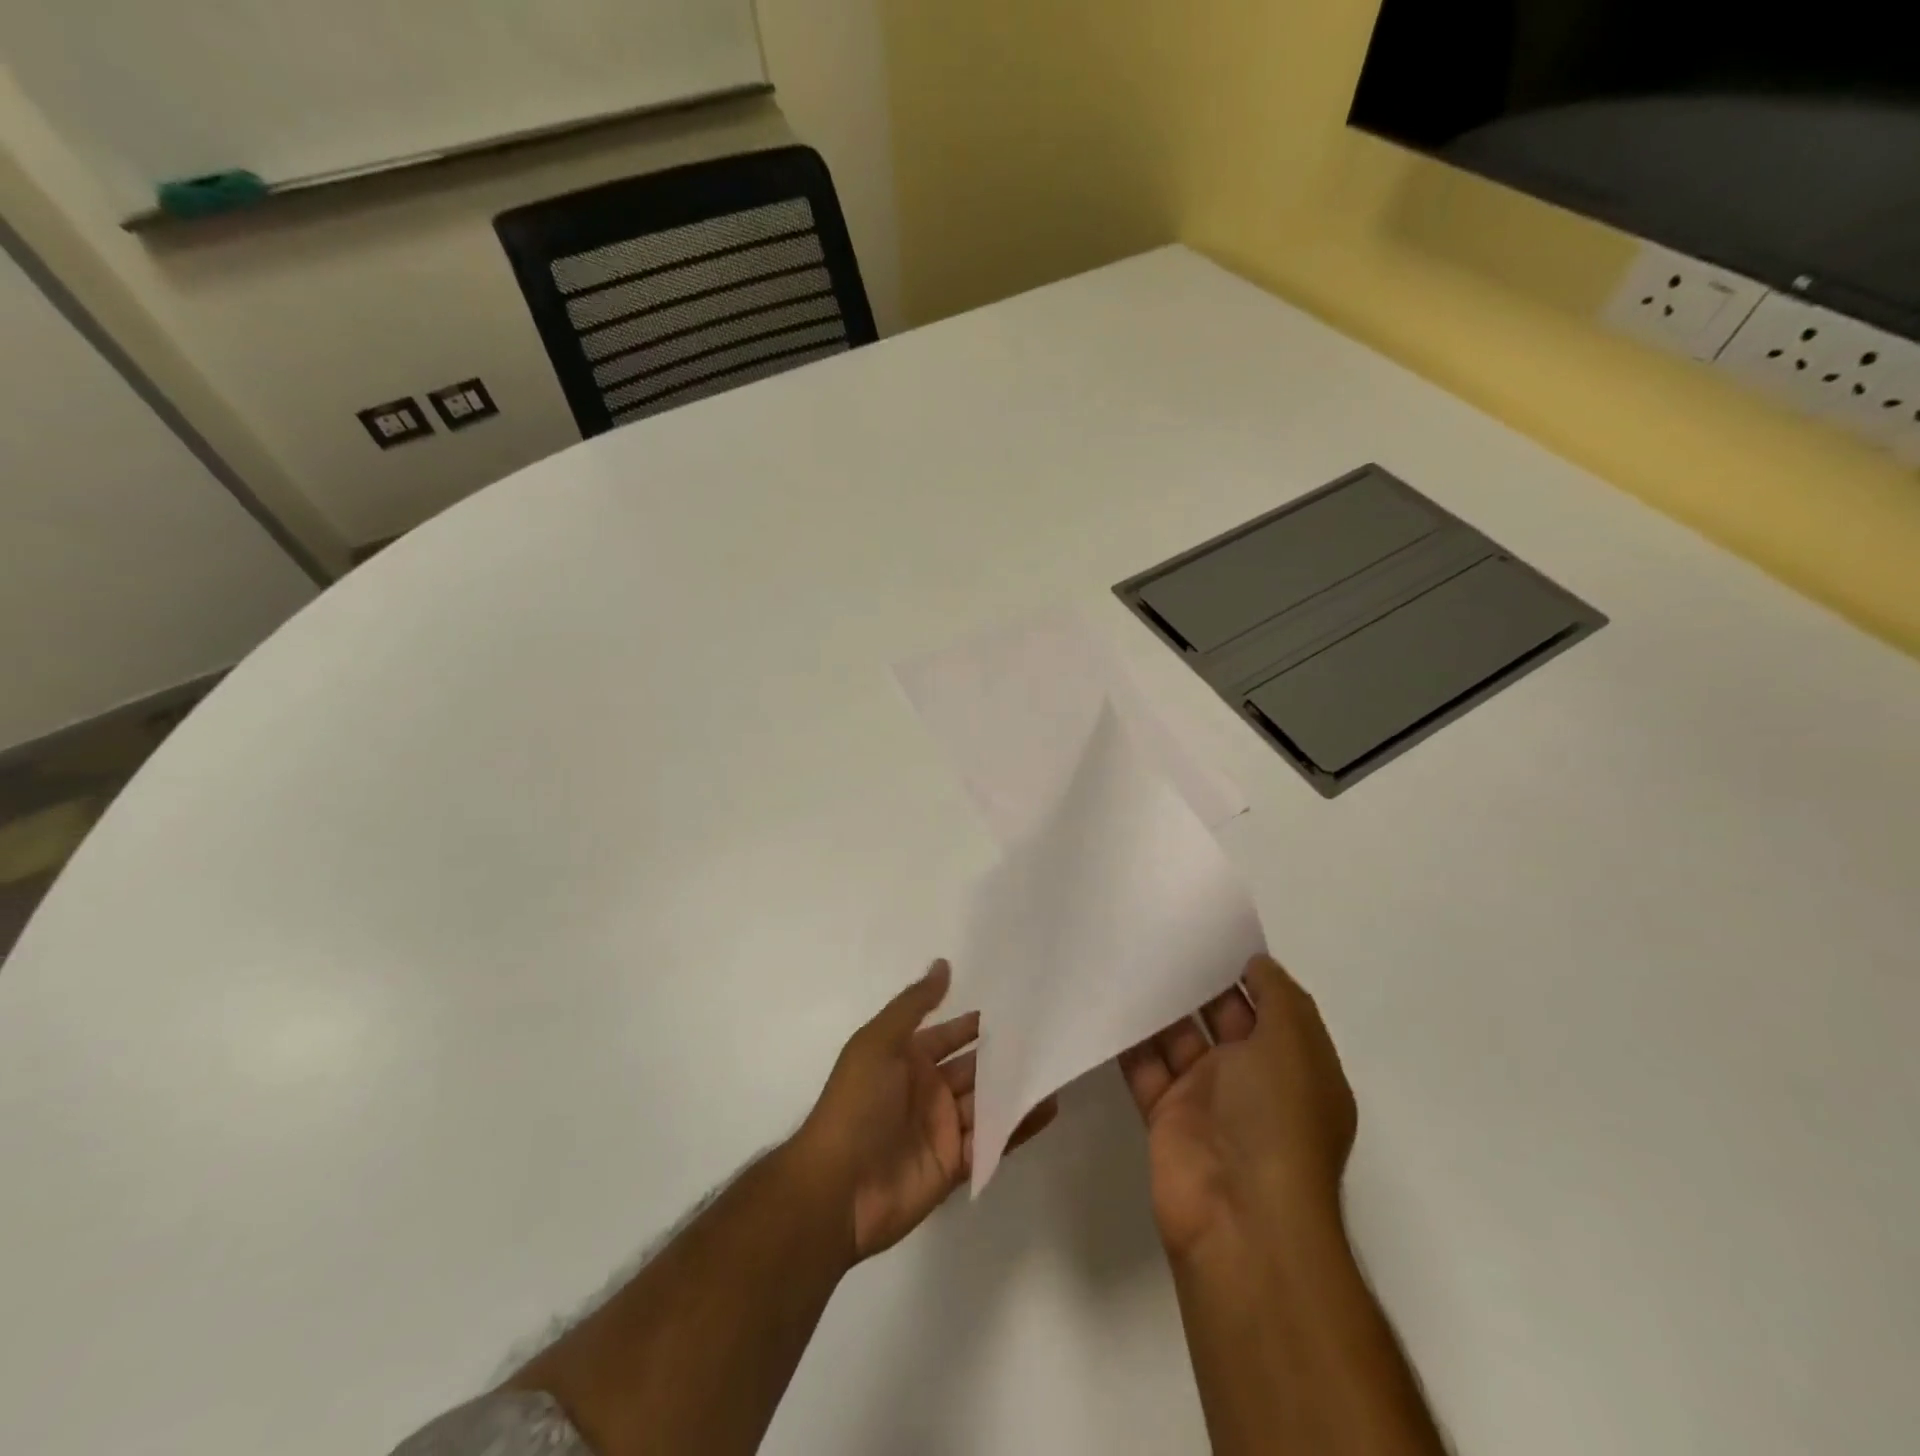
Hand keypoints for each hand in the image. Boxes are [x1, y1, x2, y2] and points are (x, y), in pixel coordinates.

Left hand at [793, 960, 1057, 1262]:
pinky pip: (993, 1140)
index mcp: (907, 1059)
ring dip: (1017, 1087)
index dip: (978, 1023)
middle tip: (1048, 1034)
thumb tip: (943, 964)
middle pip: (974, 1067)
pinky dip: (1019, 1125)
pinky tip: (1049, 1106)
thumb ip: (914, 1005)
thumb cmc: (856, 1104)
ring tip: (1058, 1065)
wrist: (837, 1188)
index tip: (1018, 1006)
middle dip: (1005, 1054)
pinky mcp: (956, 1163)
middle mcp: (928, 1089)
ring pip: (988, 1102)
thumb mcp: (878, 1042)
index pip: (950, 1034)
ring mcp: (943, 1127)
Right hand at [1118, 955, 1355, 1258]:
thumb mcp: (1296, 1045)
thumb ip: (1278, 995)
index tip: (1210, 929)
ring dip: (1160, 1004)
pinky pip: (1145, 1066)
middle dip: (1196, 980)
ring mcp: (1207, 1098)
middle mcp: (1253, 1079)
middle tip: (1160, 932)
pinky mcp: (1166, 1114)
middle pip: (1221, 1017)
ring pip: (1179, 1038)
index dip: (1245, 969)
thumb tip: (1256, 962)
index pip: (1270, 1006)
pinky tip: (1108, 999)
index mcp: (1294, 1065)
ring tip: (1129, 955)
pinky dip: (1129, 1038)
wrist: (1239, 1215)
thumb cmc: (1278, 1120)